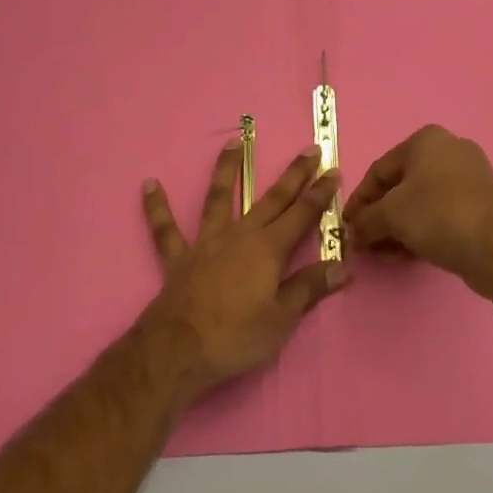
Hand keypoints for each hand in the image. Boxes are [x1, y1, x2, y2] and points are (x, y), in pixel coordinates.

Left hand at [140, 140, 345, 390]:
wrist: (178, 351)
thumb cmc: (236, 336)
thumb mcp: (282, 318)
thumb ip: (309, 288)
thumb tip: (342, 266)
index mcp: (269, 249)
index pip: (302, 215)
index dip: (320, 193)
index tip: (333, 170)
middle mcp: (240, 236)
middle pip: (271, 199)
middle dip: (293, 175)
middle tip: (309, 149)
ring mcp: (207, 243)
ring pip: (219, 198)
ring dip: (226, 169)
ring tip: (233, 142)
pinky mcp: (180, 258)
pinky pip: (166, 229)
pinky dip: (157, 207)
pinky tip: (149, 185)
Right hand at [341, 125, 492, 299]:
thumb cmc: (438, 216)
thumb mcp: (390, 215)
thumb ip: (365, 221)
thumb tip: (354, 231)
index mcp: (426, 140)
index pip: (379, 170)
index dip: (359, 200)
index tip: (346, 225)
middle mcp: (450, 149)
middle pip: (401, 185)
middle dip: (380, 216)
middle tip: (366, 242)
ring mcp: (471, 176)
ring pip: (422, 201)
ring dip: (399, 226)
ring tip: (386, 252)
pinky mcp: (483, 203)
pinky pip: (442, 212)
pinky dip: (422, 229)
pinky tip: (410, 253)